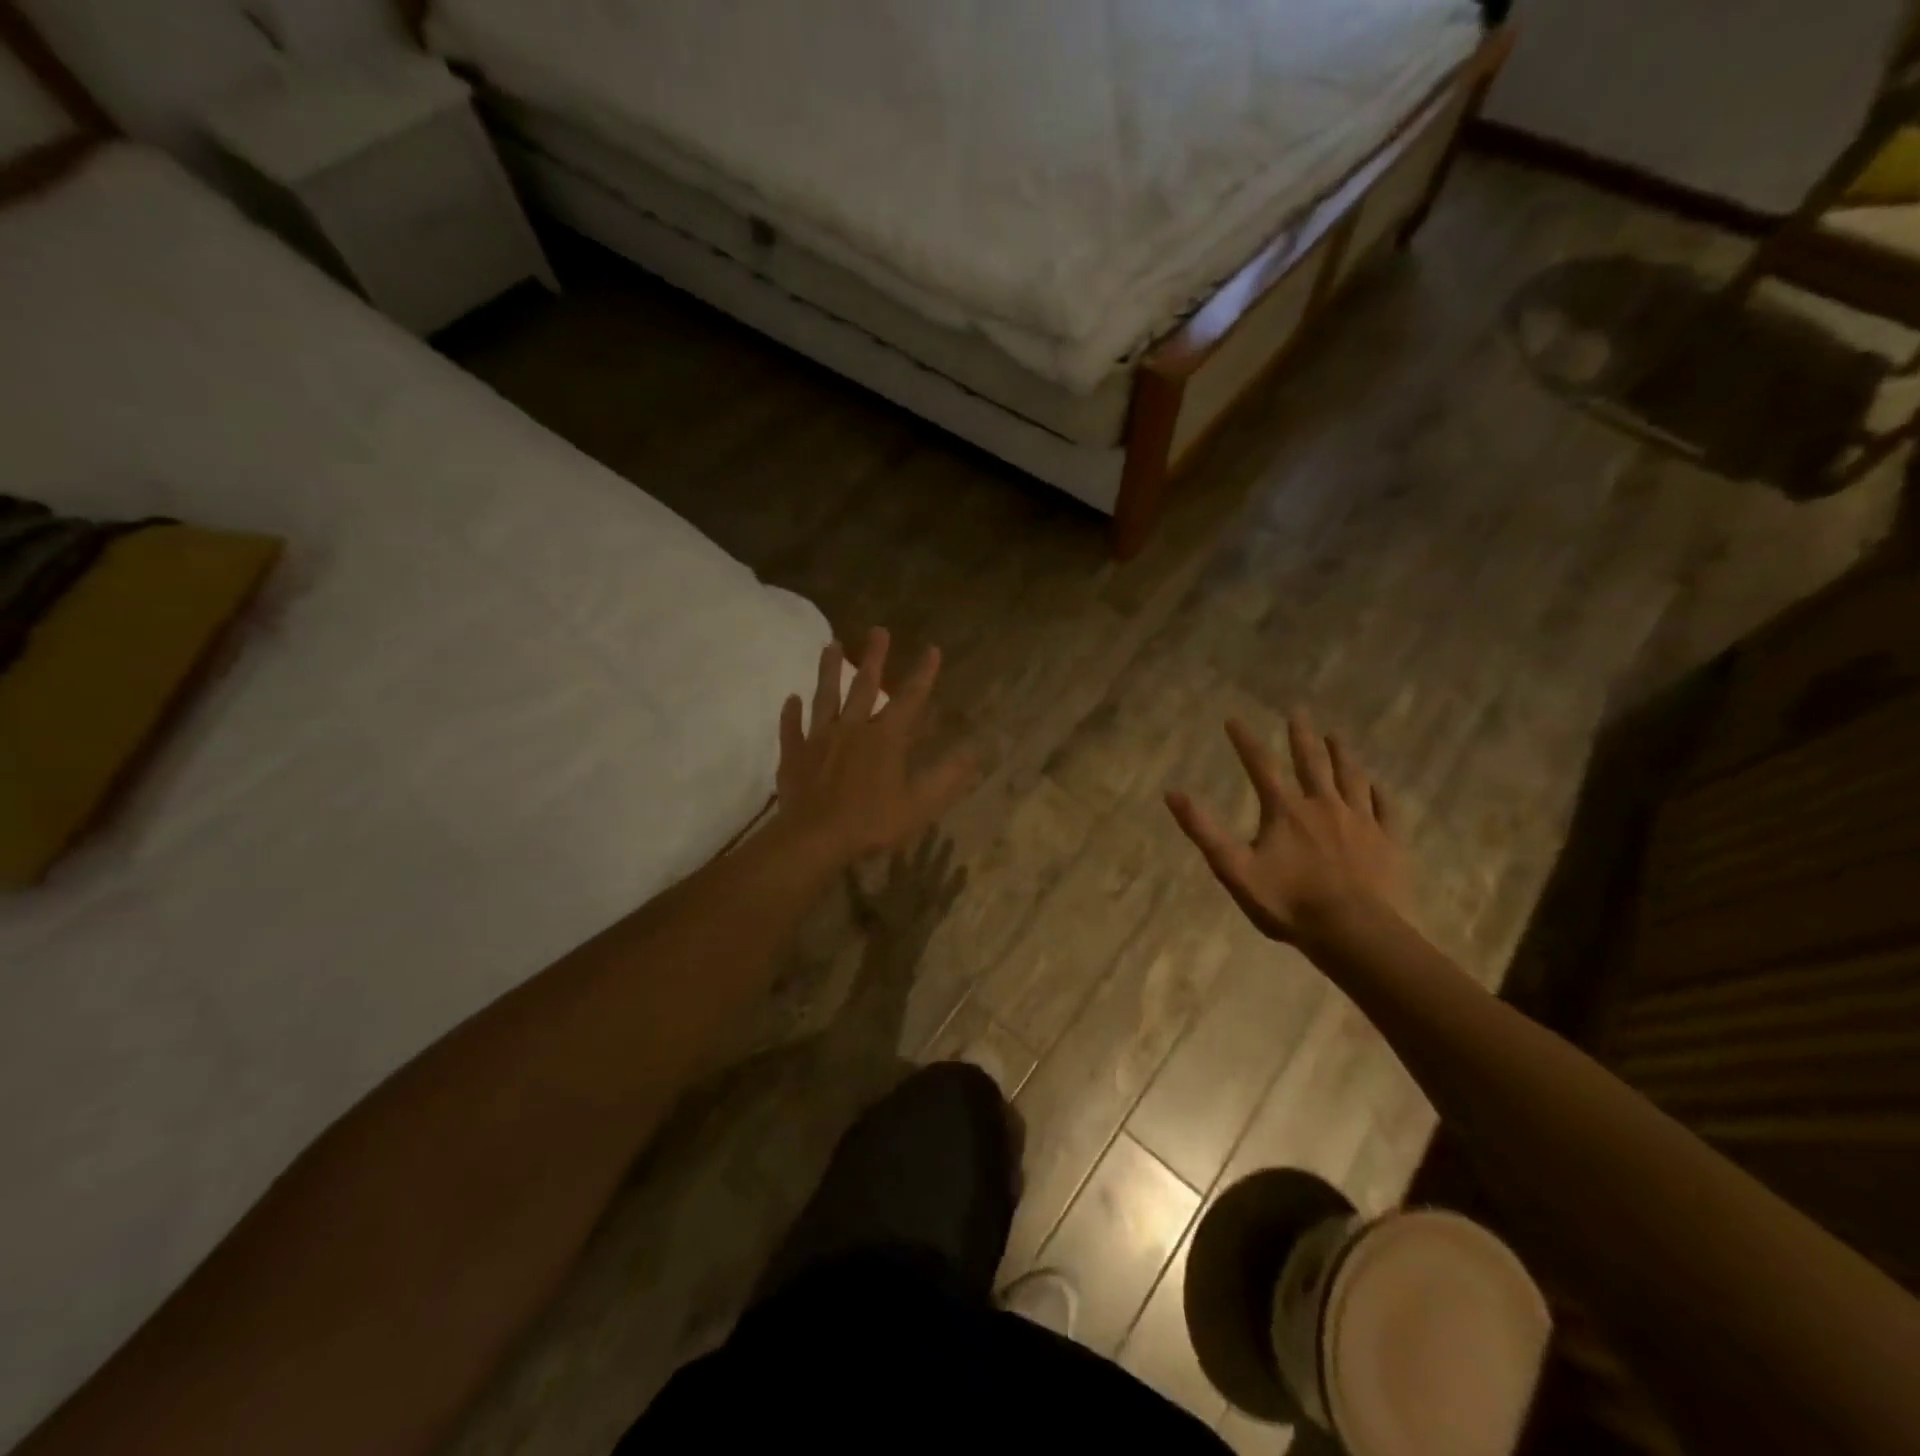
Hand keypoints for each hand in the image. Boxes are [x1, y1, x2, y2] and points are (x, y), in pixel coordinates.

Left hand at [774, 628, 977, 863]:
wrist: (815, 838)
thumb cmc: (871, 822)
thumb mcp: (919, 804)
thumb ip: (947, 777)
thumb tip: (974, 753)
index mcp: (885, 738)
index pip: (909, 699)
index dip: (923, 674)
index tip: (932, 648)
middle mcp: (852, 729)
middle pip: (864, 686)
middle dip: (874, 657)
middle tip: (878, 630)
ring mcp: (819, 740)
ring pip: (825, 697)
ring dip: (829, 671)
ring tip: (830, 645)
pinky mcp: (794, 755)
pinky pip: (792, 729)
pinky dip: (791, 714)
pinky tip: (790, 699)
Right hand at [1166, 712, 1405, 945]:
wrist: (1354, 933)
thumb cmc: (1289, 903)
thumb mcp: (1234, 869)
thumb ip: (1203, 830)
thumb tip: (1172, 793)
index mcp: (1285, 810)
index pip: (1260, 766)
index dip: (1245, 741)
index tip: (1233, 718)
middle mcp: (1323, 805)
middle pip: (1312, 762)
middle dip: (1302, 735)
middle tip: (1299, 711)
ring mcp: (1360, 821)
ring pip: (1351, 777)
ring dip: (1342, 754)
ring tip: (1337, 735)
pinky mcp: (1388, 842)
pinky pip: (1385, 808)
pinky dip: (1378, 792)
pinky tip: (1377, 785)